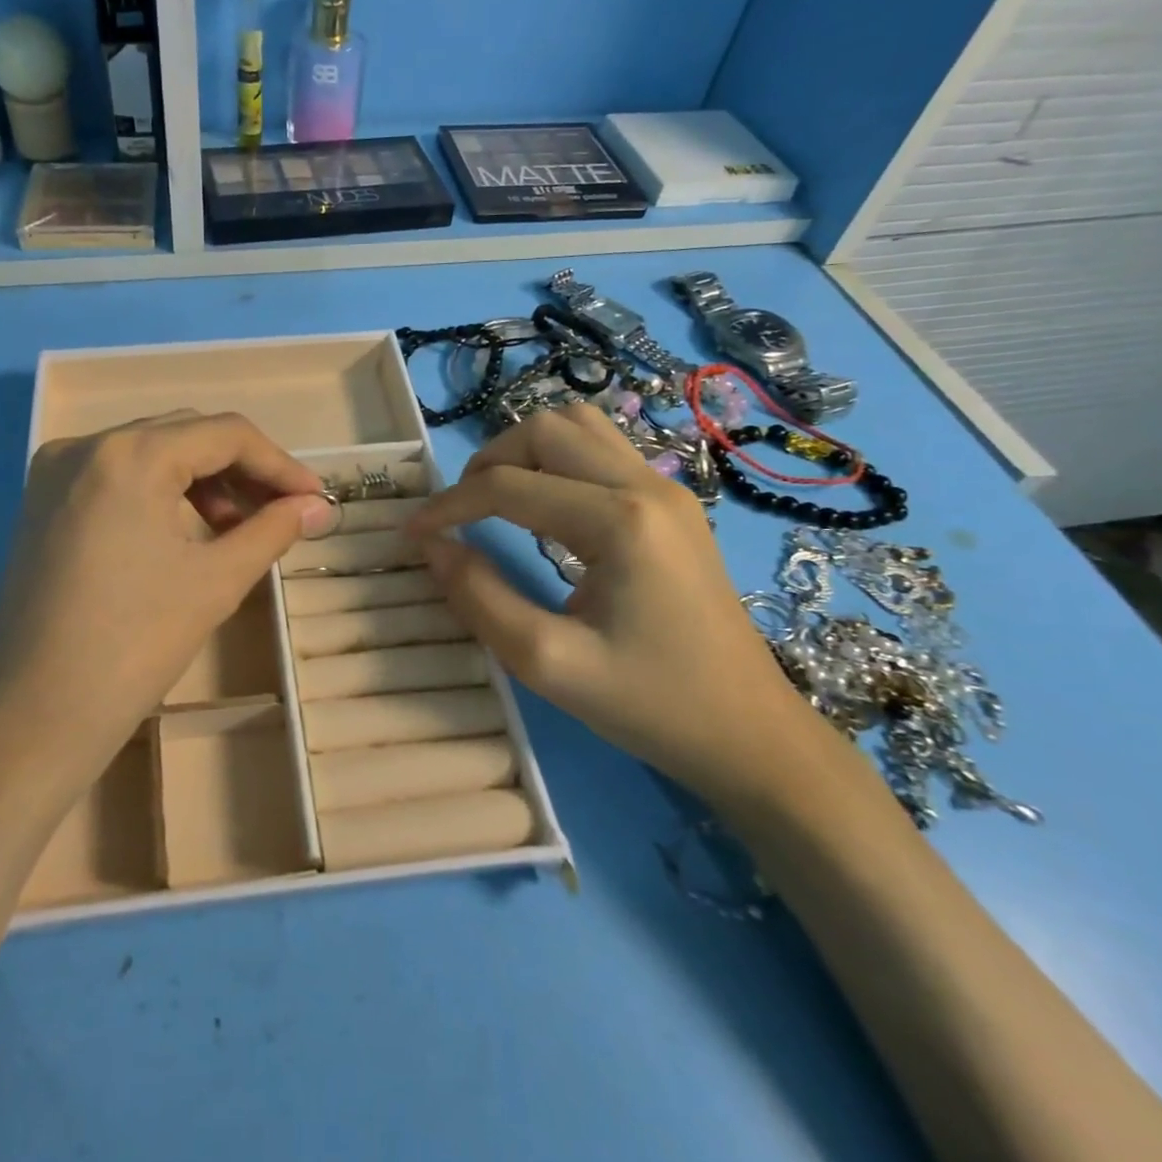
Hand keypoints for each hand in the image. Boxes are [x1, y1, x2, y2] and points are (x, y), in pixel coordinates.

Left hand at [0, 411, 332, 805]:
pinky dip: (161, 493)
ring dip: (202, 481)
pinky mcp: (42, 504)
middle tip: (282, 513)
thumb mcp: (215, 581)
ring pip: (150, 453)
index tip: (314, 501)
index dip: (279, 465)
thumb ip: (272, 529)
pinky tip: (186, 532)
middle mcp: (85, 445)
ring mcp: (55, 473)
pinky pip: (117, 477)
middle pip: (185, 435)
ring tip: (237, 528)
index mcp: (128, 454)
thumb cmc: (132, 647)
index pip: (224, 434)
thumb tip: (318, 506)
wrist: (32, 719)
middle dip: (242, 470)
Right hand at [405, 404, 823, 811]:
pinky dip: (556, 461)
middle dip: (487, 463)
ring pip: (577, 426)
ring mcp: (666, 489)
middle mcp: (646, 485)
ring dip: (524, 452)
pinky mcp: (672, 504)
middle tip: (461, 514)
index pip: (507, 485)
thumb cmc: (650, 705)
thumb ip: (478, 597)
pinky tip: (543, 507)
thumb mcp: (547, 662)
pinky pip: (602, 449)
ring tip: (497, 500)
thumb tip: (431, 546)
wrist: (751, 735)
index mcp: (619, 522)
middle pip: (545, 429)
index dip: (448, 506)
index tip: (410, 534)